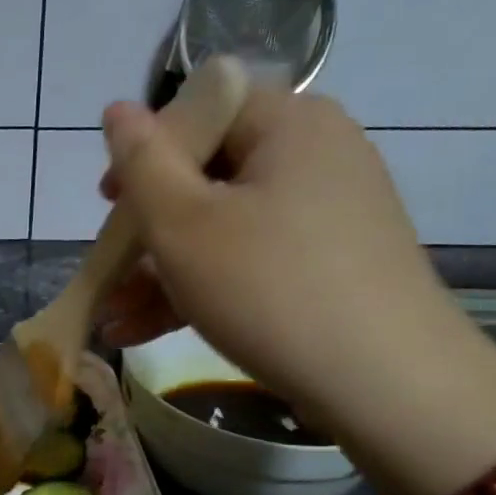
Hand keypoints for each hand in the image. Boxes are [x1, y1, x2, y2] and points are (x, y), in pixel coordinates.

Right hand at [96, 85, 481, 442]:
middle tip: (108, 266)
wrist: (387, 385)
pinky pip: (250, 261)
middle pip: (208, 175)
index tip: (110, 202)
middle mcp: (316, 156)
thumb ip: (142, 161)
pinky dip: (200, 289)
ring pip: (222, 227)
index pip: (202, 111)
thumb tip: (118, 109)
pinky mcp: (329, 266)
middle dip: (146, 228)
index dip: (147, 151)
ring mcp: (327, 215)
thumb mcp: (183, 223)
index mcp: (290, 124)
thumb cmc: (269, 288)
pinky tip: (143, 330)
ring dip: (160, 270)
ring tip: (112, 317)